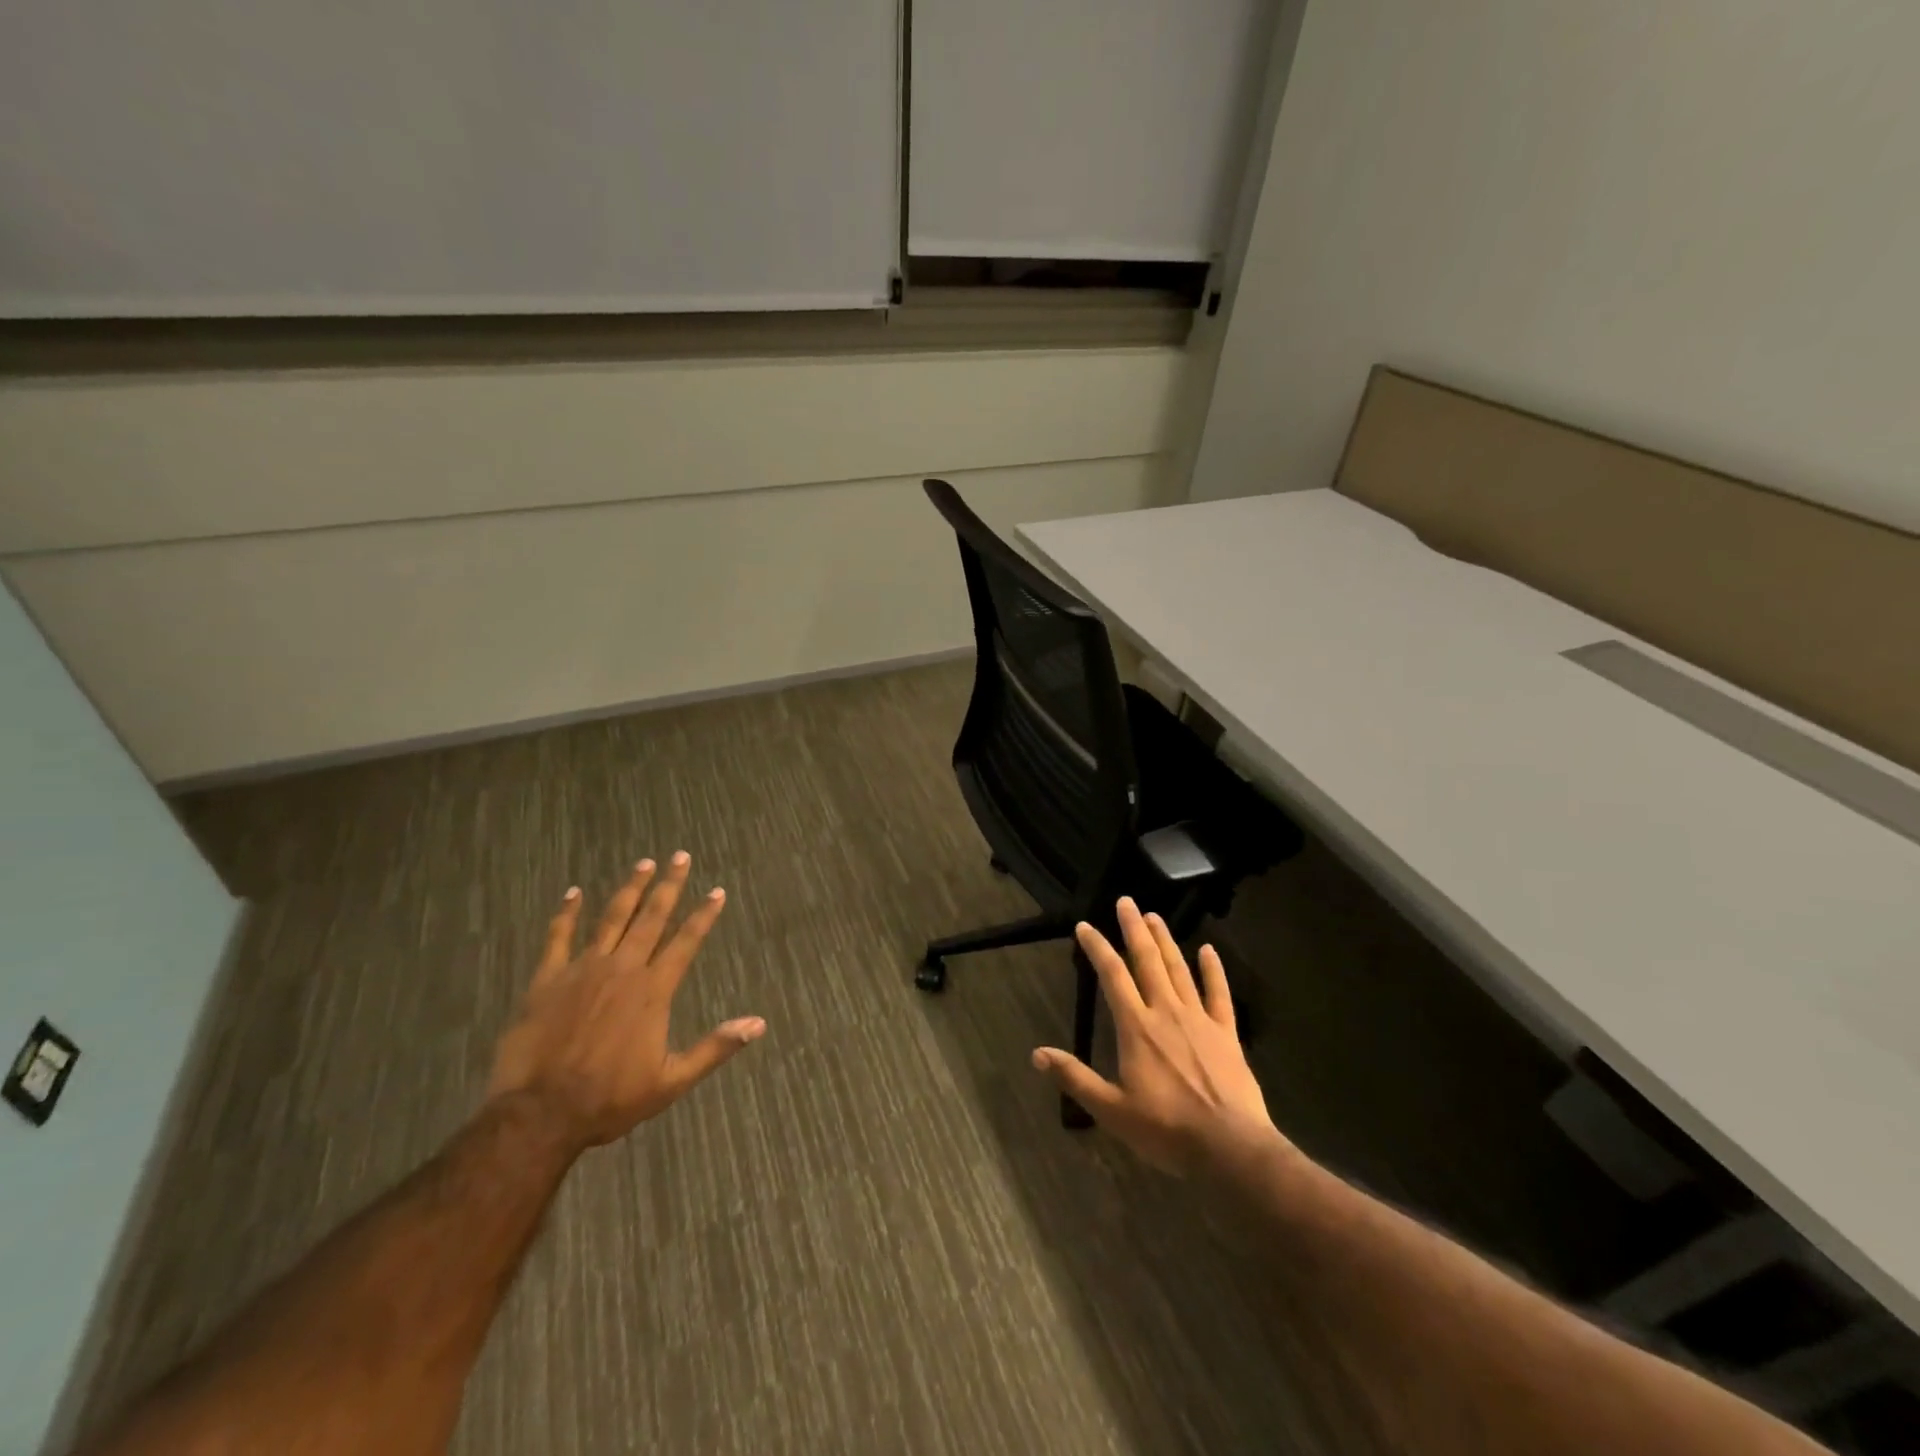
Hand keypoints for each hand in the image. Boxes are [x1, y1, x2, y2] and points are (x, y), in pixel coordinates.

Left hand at [488, 852, 764, 1151]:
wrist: (539, 1114)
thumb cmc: (610, 1099)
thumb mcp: (672, 1081)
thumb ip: (715, 1048)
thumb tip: (759, 1023)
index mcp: (653, 990)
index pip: (686, 941)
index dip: (704, 915)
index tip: (717, 891)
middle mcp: (623, 969)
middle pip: (651, 918)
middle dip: (669, 885)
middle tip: (680, 856)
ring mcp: (583, 970)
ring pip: (612, 918)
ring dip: (630, 889)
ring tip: (644, 863)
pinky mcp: (547, 980)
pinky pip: (558, 937)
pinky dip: (566, 913)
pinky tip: (574, 893)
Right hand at [1032, 897, 1287, 1175]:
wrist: (1230, 1148)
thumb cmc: (1166, 1130)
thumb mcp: (1112, 1110)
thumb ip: (1075, 1078)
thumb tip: (1037, 1054)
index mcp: (1137, 1028)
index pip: (1112, 976)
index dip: (1097, 948)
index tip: (1085, 926)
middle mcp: (1166, 1012)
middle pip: (1147, 961)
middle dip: (1134, 929)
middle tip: (1126, 902)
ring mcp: (1199, 1019)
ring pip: (1179, 969)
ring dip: (1165, 941)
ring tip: (1154, 916)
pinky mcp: (1227, 1033)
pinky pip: (1219, 994)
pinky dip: (1213, 970)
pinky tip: (1208, 950)